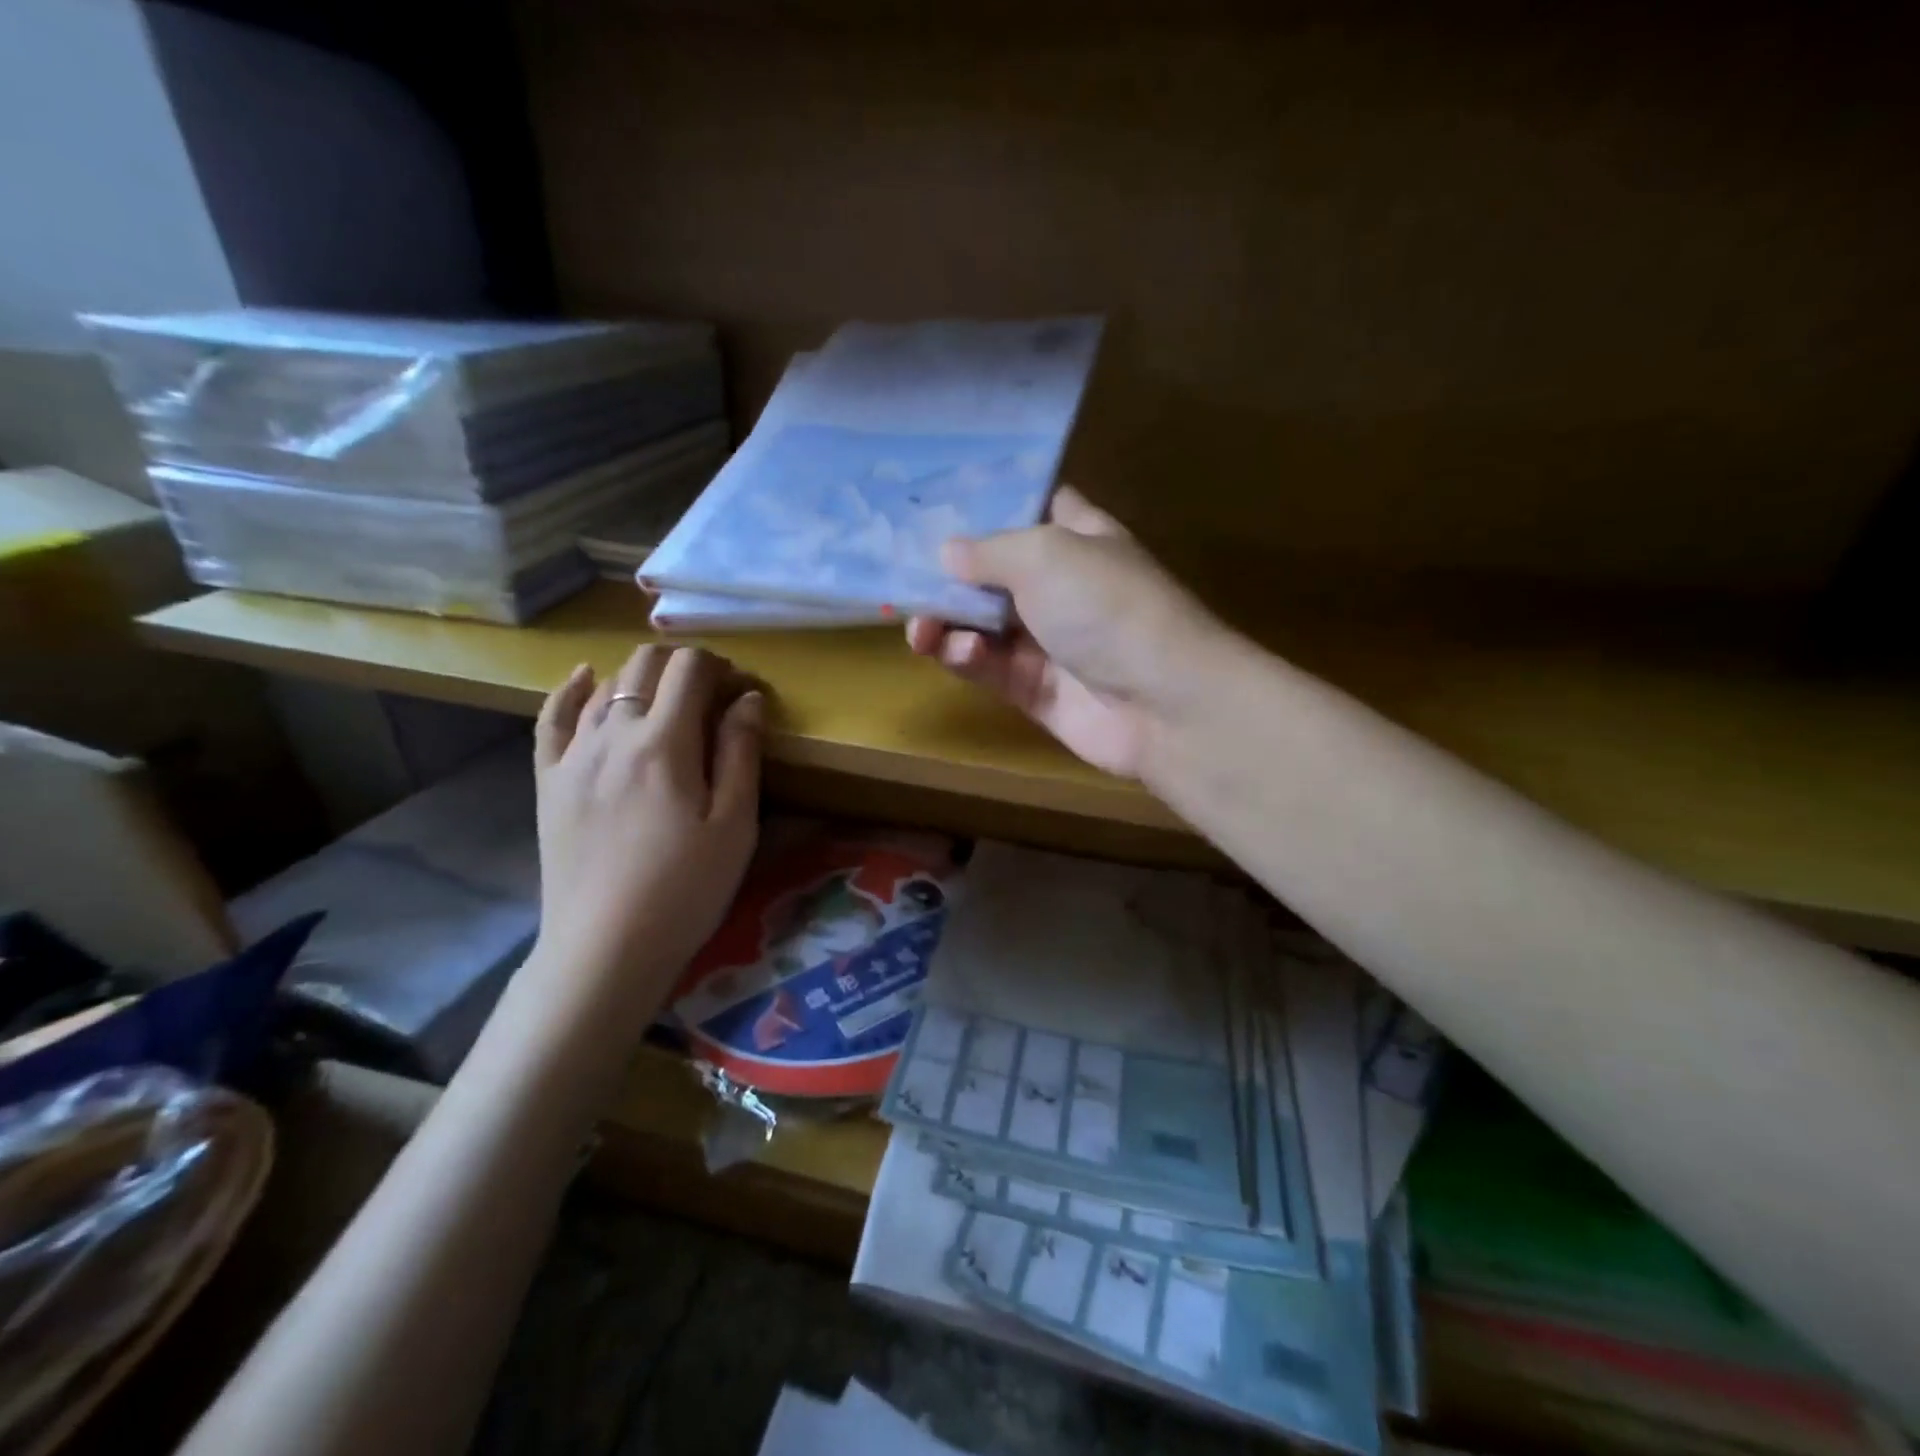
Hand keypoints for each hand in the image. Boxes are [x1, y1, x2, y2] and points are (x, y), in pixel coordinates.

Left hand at [527, 645, 762, 1030]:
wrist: (605, 948)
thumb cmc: (685, 889)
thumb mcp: (734, 825)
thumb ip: (741, 753)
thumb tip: (748, 697)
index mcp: (665, 743)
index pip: (691, 669)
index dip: (722, 667)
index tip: (742, 693)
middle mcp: (613, 734)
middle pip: (646, 664)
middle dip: (684, 666)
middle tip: (711, 697)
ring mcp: (573, 755)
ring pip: (605, 685)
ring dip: (642, 678)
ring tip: (667, 701)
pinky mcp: (548, 780)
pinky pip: (552, 717)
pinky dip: (572, 690)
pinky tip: (586, 679)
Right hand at [905, 486, 1233, 779]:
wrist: (1161, 702)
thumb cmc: (1107, 606)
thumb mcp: (1045, 555)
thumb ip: (989, 550)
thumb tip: (947, 552)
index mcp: (1078, 538)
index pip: (1034, 507)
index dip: (991, 504)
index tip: (938, 503)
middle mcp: (1062, 585)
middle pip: (994, 571)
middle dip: (949, 573)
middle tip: (902, 576)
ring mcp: (1048, 640)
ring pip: (982, 624)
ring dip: (947, 621)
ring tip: (921, 625)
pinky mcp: (1034, 689)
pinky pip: (987, 667)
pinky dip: (966, 658)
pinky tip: (956, 652)